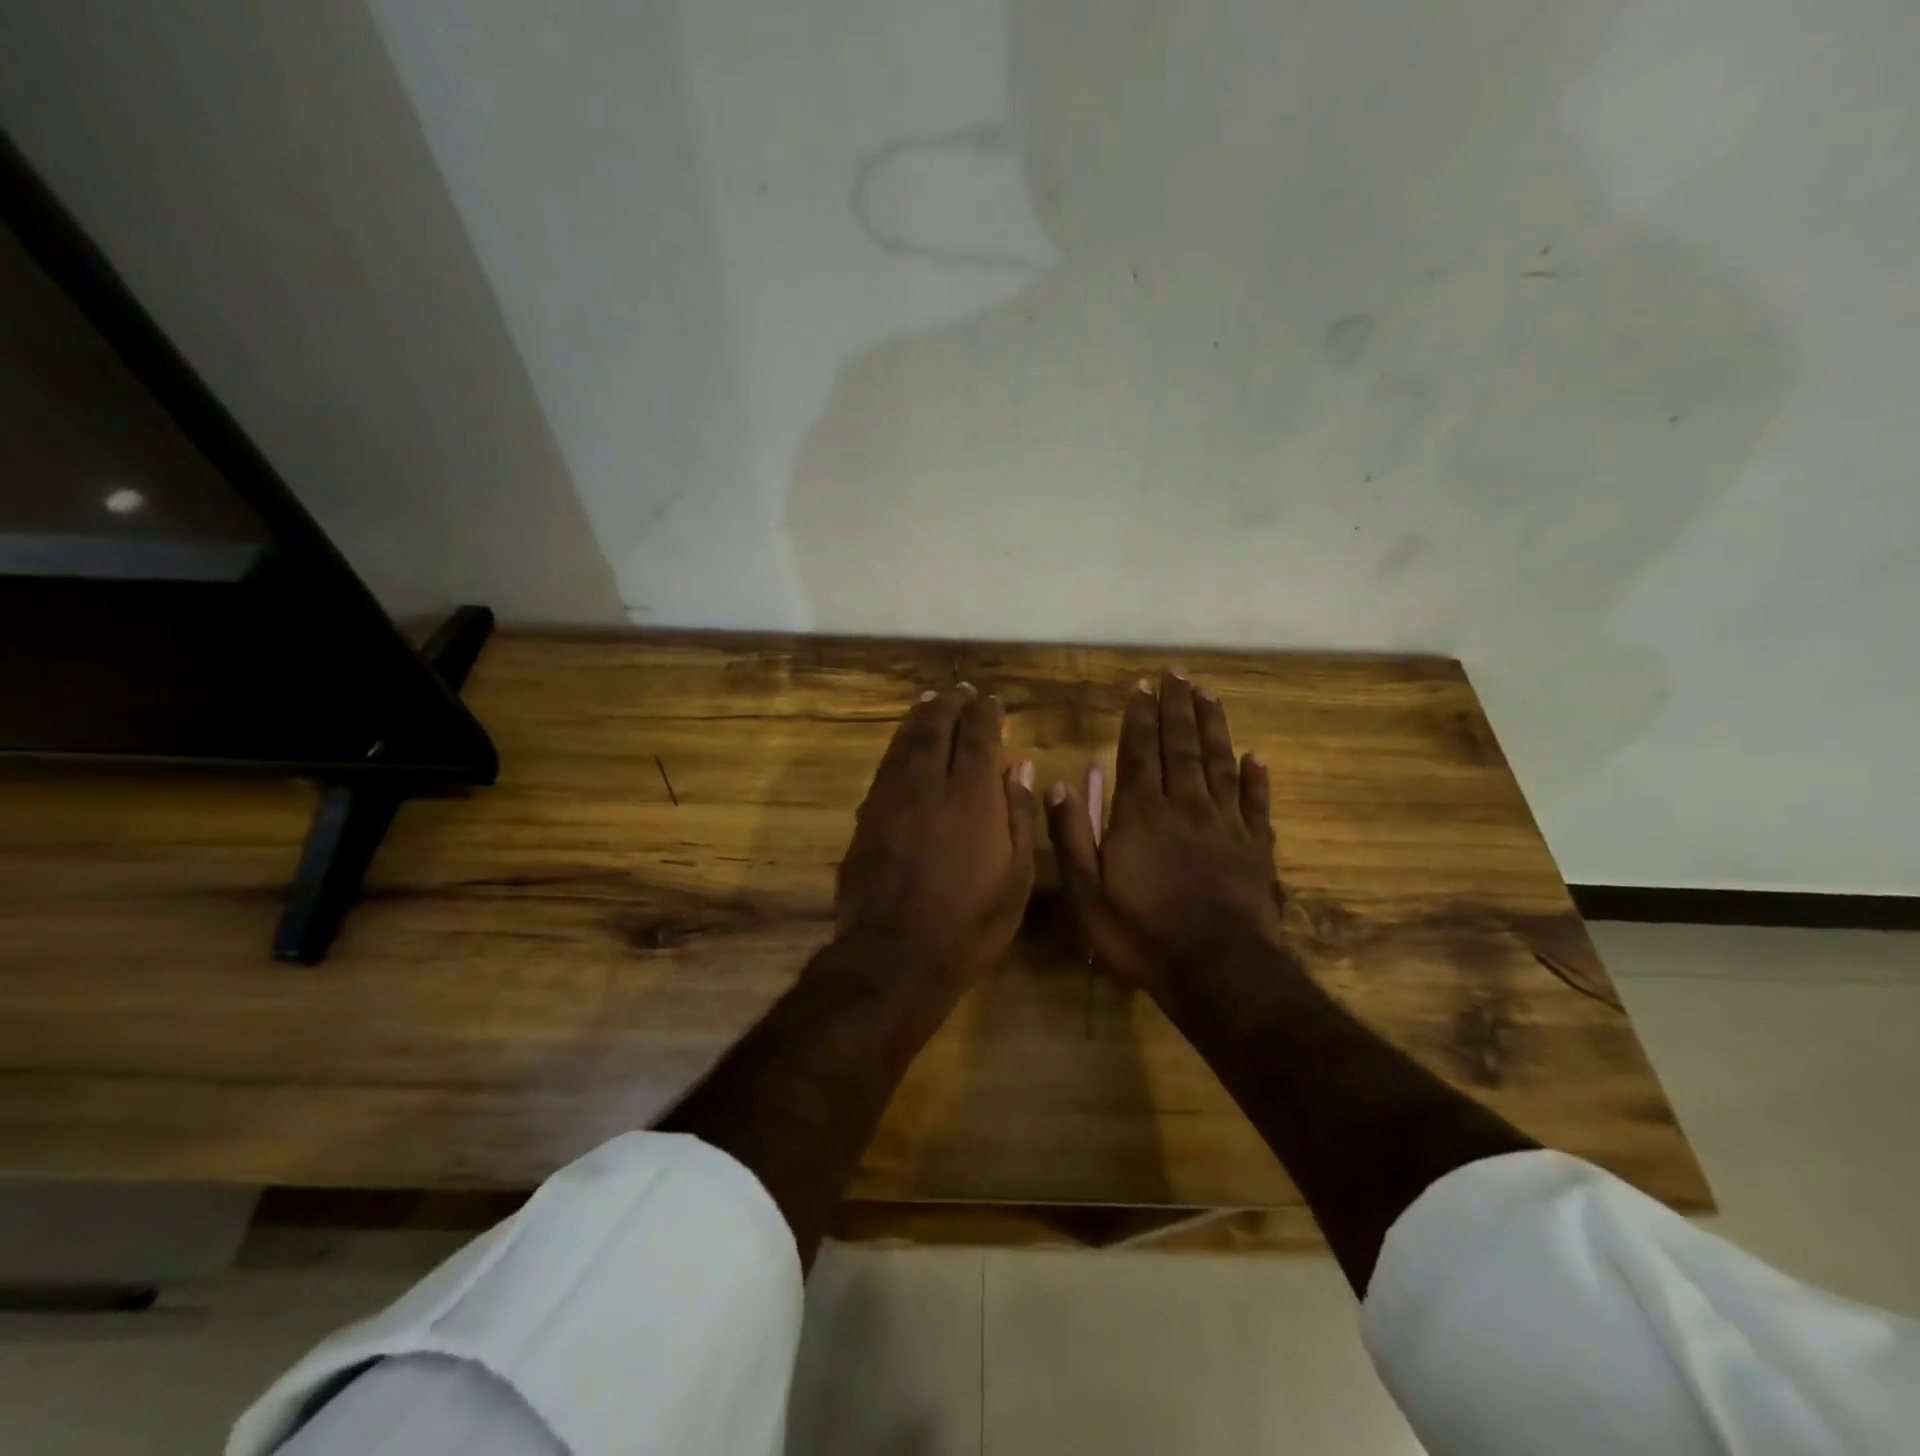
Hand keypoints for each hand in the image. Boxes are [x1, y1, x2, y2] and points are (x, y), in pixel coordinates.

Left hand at [836, 685, 1036, 983]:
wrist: (896, 956)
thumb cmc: (970, 923)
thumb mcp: (1016, 877)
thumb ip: (1017, 815)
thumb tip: (1018, 765)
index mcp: (972, 799)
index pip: (979, 737)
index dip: (986, 713)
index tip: (992, 700)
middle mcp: (929, 787)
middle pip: (937, 729)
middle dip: (950, 705)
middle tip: (959, 691)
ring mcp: (892, 800)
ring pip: (905, 743)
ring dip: (919, 718)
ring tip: (929, 702)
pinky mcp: (867, 818)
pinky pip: (884, 768)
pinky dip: (896, 747)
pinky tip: (902, 744)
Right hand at [1045, 670, 1280, 994]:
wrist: (1218, 972)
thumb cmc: (1142, 934)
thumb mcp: (1087, 893)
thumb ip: (1072, 836)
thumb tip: (1061, 785)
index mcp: (1142, 815)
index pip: (1139, 752)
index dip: (1140, 717)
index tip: (1143, 687)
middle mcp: (1185, 807)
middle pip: (1182, 746)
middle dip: (1177, 707)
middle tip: (1177, 673)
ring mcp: (1226, 825)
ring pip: (1220, 763)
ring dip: (1213, 726)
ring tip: (1209, 695)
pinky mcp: (1257, 848)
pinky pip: (1257, 803)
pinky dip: (1256, 777)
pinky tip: (1256, 756)